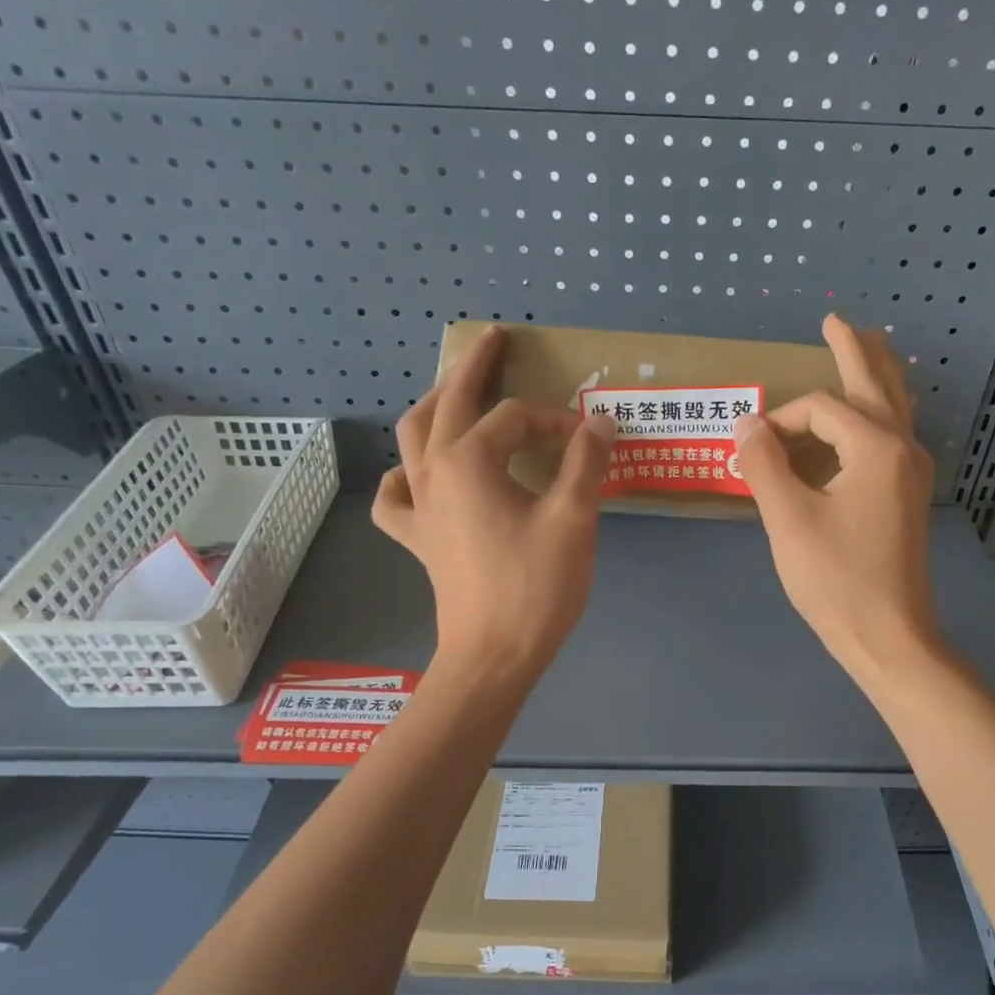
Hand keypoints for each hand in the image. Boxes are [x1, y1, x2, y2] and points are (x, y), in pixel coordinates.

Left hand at [374, 324, 615, 676]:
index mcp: (469, 461)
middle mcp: (433, 472)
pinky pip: (396, 495)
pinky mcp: (417, 538)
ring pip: (412, 437)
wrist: (493, 656)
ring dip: (434, 406)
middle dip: (473, 367)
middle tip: (494, 339)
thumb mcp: (572, 520)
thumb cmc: (534, 588)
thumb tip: (598, 423)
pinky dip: (404, 477)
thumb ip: (585, 464)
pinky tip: (416, 475)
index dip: (555, 420)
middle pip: (448, 403)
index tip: (588, 441)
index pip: (515, 417)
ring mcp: (419, 506)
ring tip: (453, 393)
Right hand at [732, 313, 938, 685]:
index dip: (781, 418)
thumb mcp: (788, 520)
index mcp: (876, 447)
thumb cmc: (836, 579)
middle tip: (836, 319)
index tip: (752, 447)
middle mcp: (903, 449)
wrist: (888, 636)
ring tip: (866, 346)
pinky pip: (895, 435)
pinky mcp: (908, 497)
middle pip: (878, 384)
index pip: (821, 408)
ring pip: (895, 407)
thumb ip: (764, 465)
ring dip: (876, 374)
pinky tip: (869, 417)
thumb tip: (747, 424)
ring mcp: (912, 473)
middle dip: (855, 349)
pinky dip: (879, 412)